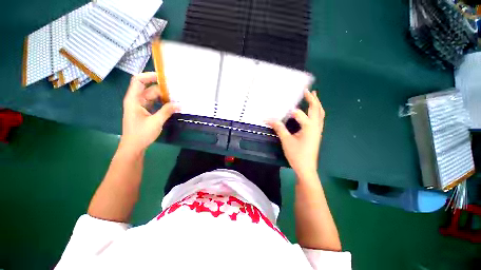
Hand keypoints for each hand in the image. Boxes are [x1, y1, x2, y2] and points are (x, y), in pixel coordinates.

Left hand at [120, 72, 178, 152]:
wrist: (133, 147)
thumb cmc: (141, 134)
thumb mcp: (156, 122)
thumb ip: (167, 111)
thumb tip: (179, 104)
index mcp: (134, 100)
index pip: (139, 81)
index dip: (149, 76)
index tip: (164, 77)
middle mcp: (136, 100)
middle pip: (149, 89)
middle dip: (162, 88)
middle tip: (176, 90)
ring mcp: (140, 106)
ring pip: (152, 96)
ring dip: (163, 96)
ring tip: (176, 96)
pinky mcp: (145, 111)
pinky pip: (154, 103)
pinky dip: (162, 103)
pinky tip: (171, 104)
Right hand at [267, 90, 324, 177]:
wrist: (306, 168)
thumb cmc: (296, 154)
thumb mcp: (286, 140)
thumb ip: (279, 128)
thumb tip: (268, 119)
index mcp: (309, 126)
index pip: (297, 113)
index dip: (287, 111)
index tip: (279, 108)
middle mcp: (316, 126)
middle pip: (316, 109)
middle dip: (313, 99)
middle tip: (308, 90)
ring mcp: (318, 130)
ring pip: (320, 114)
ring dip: (316, 105)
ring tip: (313, 97)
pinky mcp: (316, 134)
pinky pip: (319, 119)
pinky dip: (316, 112)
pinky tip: (311, 113)